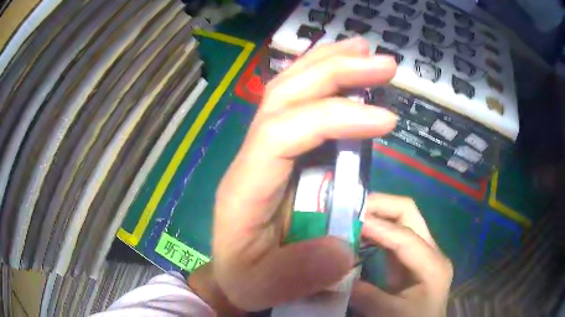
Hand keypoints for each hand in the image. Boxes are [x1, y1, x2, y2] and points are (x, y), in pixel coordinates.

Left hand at [212, 37, 397, 310]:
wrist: (232, 273)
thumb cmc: (245, 279)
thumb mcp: (266, 286)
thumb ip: (300, 273)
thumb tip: (343, 246)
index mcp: (245, 187)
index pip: (283, 132)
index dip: (334, 118)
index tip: (385, 119)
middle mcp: (252, 157)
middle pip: (285, 95)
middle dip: (334, 70)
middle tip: (381, 61)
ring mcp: (265, 150)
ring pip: (289, 90)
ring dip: (328, 64)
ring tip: (365, 50)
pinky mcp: (281, 152)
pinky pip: (300, 106)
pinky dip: (324, 81)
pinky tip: (347, 71)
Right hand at [351, 194, 452, 316]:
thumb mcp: (392, 314)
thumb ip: (368, 296)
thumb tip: (337, 277)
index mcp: (433, 264)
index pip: (405, 237)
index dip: (377, 227)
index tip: (347, 222)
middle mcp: (430, 250)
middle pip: (408, 213)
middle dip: (379, 206)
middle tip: (349, 209)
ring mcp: (421, 251)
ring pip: (400, 219)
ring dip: (376, 214)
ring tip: (349, 218)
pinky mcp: (410, 257)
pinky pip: (392, 234)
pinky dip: (375, 229)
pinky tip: (358, 234)